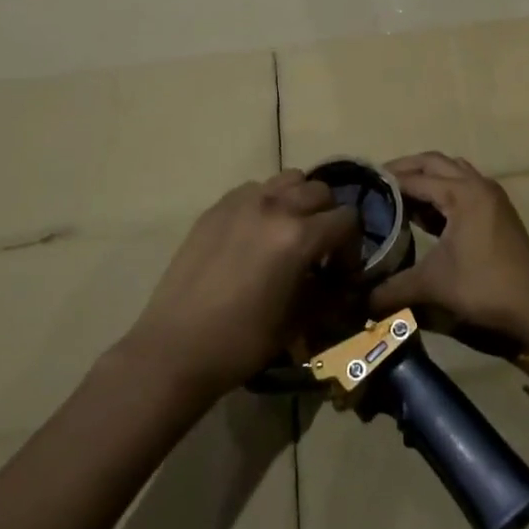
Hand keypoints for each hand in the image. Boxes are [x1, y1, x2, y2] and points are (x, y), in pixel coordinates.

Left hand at [128, 171, 358, 396]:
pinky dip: (267, 202)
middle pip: (321, 191)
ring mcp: (242, 202)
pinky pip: (255, 189)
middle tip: (318, 250)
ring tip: (289, 233)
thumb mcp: (298, 320)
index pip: (347, 219)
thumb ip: (329, 293)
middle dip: (328, 218)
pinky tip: (256, 235)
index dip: (352, 246)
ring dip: (299, 201)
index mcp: (299, 235)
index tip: (340, 272)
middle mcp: (274, 207)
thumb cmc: (242, 341)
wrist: (176, 348)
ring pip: (288, 180)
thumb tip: (343, 283)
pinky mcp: (216, 208)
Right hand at [368, 152, 528, 350]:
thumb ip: (393, 289)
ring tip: (399, 194)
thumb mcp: (433, 285)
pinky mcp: (497, 210)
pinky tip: (426, 212)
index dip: (386, 181)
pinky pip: (464, 184)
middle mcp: (476, 185)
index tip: (359, 186)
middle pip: (434, 163)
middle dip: (405, 169)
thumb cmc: (484, 286)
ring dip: (426, 176)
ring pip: (452, 170)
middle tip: (376, 183)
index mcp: (461, 193)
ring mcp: (490, 195)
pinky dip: (443, 189)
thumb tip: (360, 301)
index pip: (414, 178)